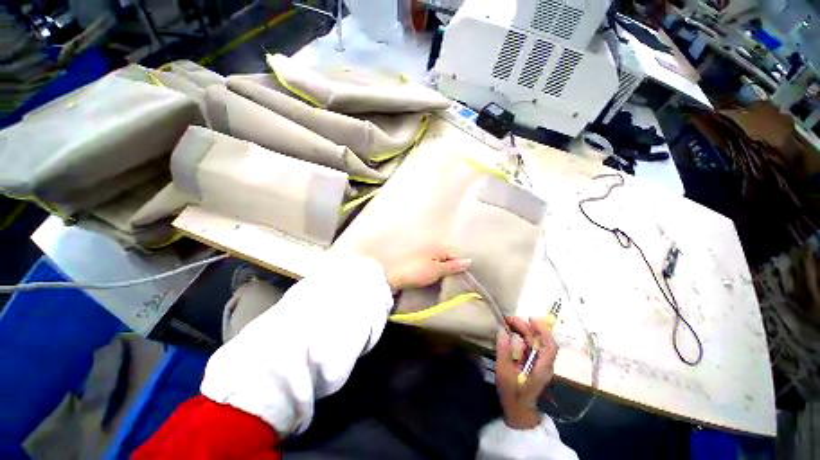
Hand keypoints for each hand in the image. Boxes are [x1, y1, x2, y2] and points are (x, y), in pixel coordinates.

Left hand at [385, 247, 470, 292]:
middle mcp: (430, 248)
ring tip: (442, 281)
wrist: (395, 277)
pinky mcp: (416, 262)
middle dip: (450, 268)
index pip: (454, 255)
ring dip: (441, 271)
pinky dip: (432, 272)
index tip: (461, 278)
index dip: (459, 266)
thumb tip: (469, 260)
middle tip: (452, 280)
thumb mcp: (437, 270)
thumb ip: (453, 266)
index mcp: (437, 248)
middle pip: (446, 259)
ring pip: (437, 263)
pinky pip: (429, 266)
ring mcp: (422, 255)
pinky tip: (431, 278)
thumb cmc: (418, 272)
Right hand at [495, 317, 558, 429]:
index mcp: (542, 367)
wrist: (518, 411)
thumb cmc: (513, 393)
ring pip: (534, 342)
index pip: (550, 346)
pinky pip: (529, 346)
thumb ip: (504, 352)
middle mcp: (543, 363)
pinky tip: (510, 333)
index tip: (529, 319)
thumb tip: (502, 331)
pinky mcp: (531, 364)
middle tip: (508, 319)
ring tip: (508, 323)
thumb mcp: (504, 373)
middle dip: (526, 327)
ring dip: (522, 330)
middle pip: (539, 341)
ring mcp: (538, 363)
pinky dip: (520, 337)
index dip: (542, 331)